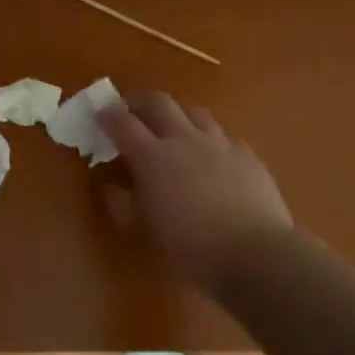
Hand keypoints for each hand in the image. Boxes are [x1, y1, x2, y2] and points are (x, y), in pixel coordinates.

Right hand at [99, 90, 295, 286]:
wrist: (254, 254)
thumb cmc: (188, 247)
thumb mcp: (141, 230)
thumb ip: (120, 203)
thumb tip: (108, 185)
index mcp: (151, 156)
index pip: (122, 122)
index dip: (107, 115)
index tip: (99, 115)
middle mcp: (183, 139)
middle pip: (158, 102)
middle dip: (140, 101)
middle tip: (131, 111)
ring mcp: (218, 143)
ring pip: (194, 111)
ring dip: (177, 114)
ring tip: (172, 128)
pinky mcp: (246, 154)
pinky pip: (223, 135)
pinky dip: (210, 138)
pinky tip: (211, 154)